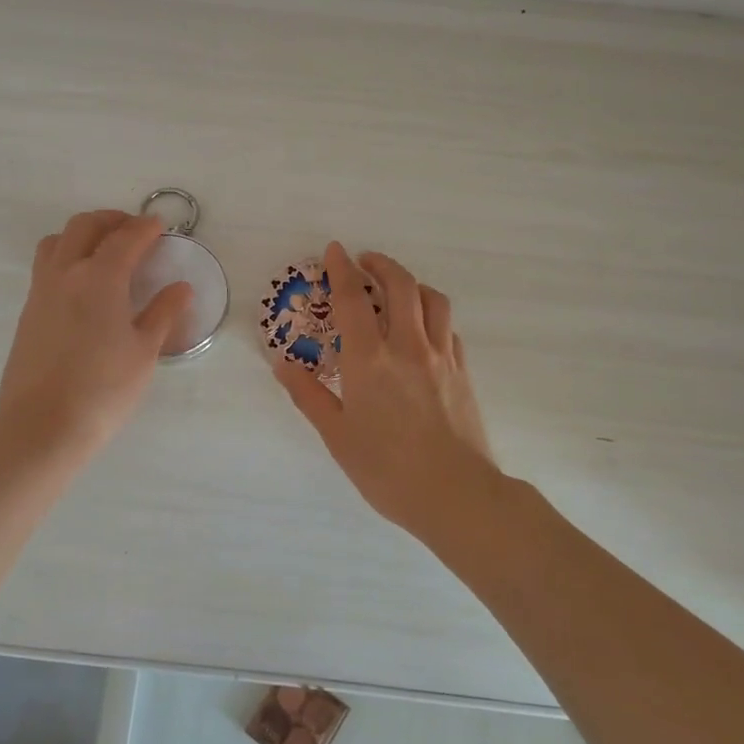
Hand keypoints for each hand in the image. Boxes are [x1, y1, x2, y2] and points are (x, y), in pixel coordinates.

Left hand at [0, 210, 193, 456]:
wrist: (41, 427)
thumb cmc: (103, 390)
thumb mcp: (144, 352)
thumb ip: (162, 313)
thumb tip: (181, 287)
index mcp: (100, 278)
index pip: (126, 238)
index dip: (146, 228)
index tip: (161, 227)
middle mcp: (66, 273)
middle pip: (85, 226)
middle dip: (112, 220)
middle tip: (134, 231)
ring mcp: (41, 291)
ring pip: (57, 241)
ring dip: (82, 234)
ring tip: (104, 251)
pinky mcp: (28, 311)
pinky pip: (46, 266)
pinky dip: (66, 257)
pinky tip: (83, 285)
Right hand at [275, 241, 496, 531]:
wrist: (456, 494)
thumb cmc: (387, 469)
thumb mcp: (336, 436)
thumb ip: (308, 396)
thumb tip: (281, 365)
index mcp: (369, 359)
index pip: (352, 299)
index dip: (341, 269)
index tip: (334, 249)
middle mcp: (407, 346)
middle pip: (400, 285)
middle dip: (381, 265)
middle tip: (365, 261)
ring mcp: (440, 356)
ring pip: (432, 299)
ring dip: (412, 282)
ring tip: (398, 286)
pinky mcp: (462, 371)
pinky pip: (448, 327)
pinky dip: (433, 314)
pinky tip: (424, 327)